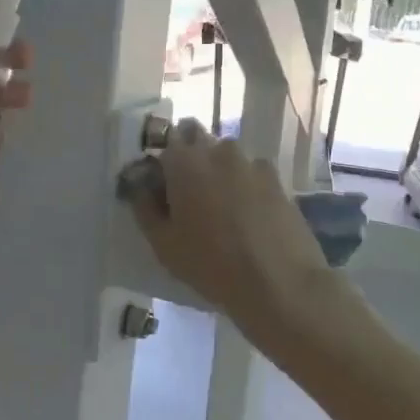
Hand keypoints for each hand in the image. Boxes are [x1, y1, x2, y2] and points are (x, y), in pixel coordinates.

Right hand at [127, 119, 333, 331]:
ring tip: (222, 208)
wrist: (279, 281)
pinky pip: (252, 173)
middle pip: (198, 137)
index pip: (166, 141)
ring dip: (219, 170)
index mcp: (184, 162)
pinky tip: (249, 215)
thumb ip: (145, 207)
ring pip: (227, 155)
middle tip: (189, 193)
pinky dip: (246, 185)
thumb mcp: (163, 244)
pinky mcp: (277, 179)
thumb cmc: (211, 264)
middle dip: (190, 156)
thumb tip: (140, 186)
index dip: (162, 161)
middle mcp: (218, 151)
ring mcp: (252, 162)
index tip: (162, 185)